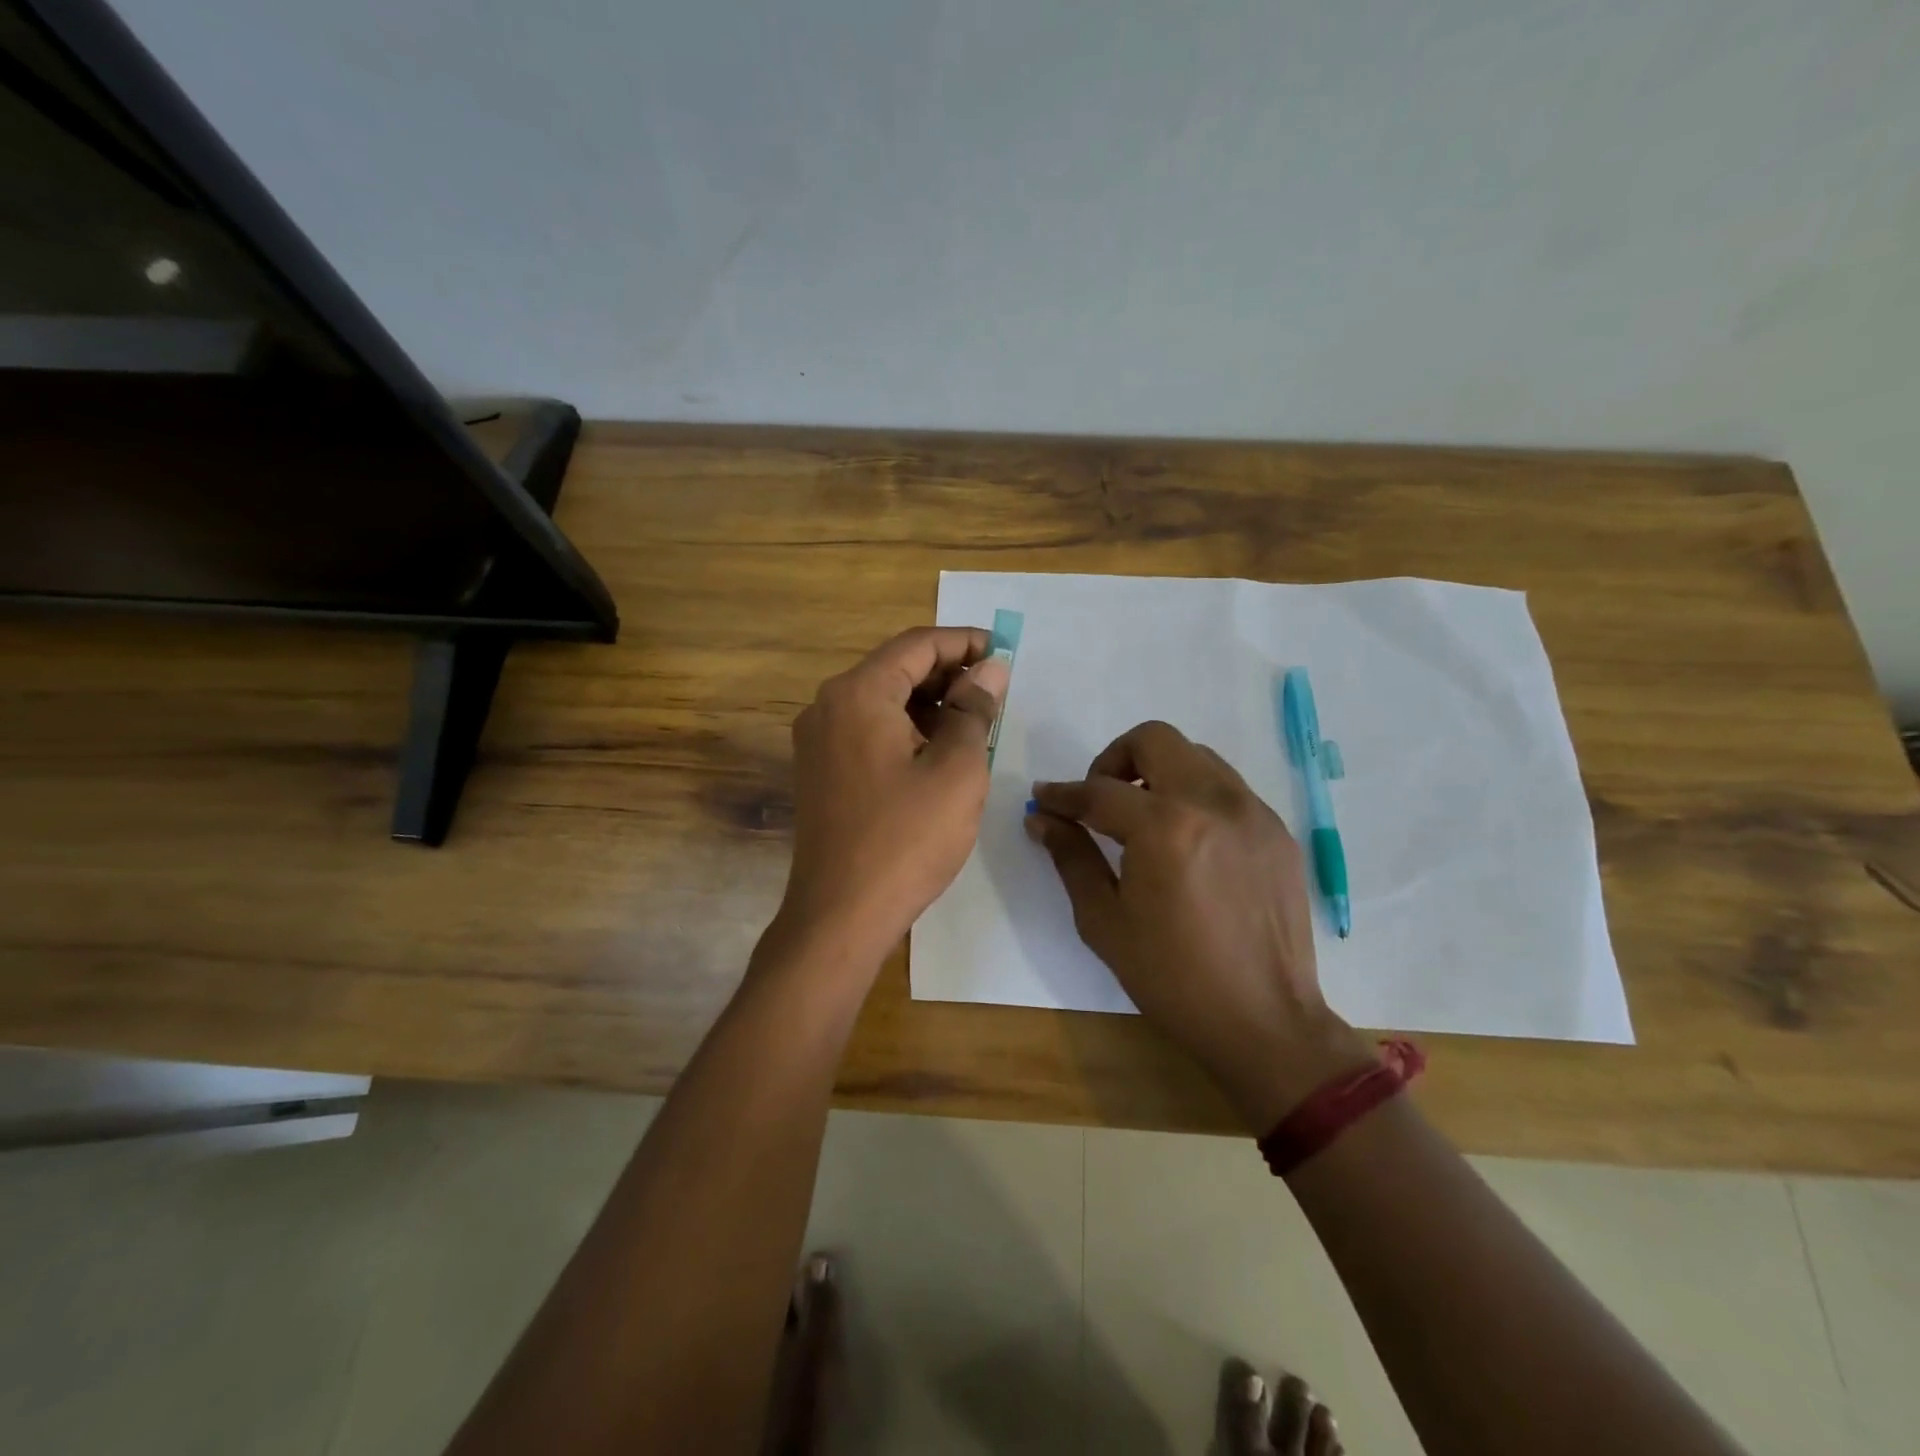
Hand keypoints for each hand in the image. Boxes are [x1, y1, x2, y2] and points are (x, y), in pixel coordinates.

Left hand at [776, 627, 1009, 971]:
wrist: (840, 916)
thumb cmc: (906, 839)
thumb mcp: (956, 770)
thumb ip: (974, 710)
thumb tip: (991, 669)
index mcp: (857, 694)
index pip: (917, 645)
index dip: (965, 643)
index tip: (1004, 652)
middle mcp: (828, 706)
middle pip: (895, 669)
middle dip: (948, 674)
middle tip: (994, 692)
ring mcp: (818, 741)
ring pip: (882, 702)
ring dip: (928, 704)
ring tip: (974, 724)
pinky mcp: (820, 771)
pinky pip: (868, 731)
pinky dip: (905, 730)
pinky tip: (938, 752)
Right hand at [1028, 721, 1372, 1129]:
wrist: (1265, 1022)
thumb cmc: (1173, 979)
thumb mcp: (1105, 922)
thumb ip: (1072, 858)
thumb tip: (1042, 820)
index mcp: (1165, 828)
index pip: (1100, 790)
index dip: (1063, 794)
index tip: (1043, 799)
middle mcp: (1213, 802)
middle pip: (1155, 740)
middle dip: (1114, 760)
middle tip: (1100, 800)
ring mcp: (1253, 812)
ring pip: (1195, 756)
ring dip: (1159, 772)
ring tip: (1143, 819)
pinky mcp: (1277, 831)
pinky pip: (1227, 788)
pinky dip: (1195, 796)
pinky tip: (1186, 843)